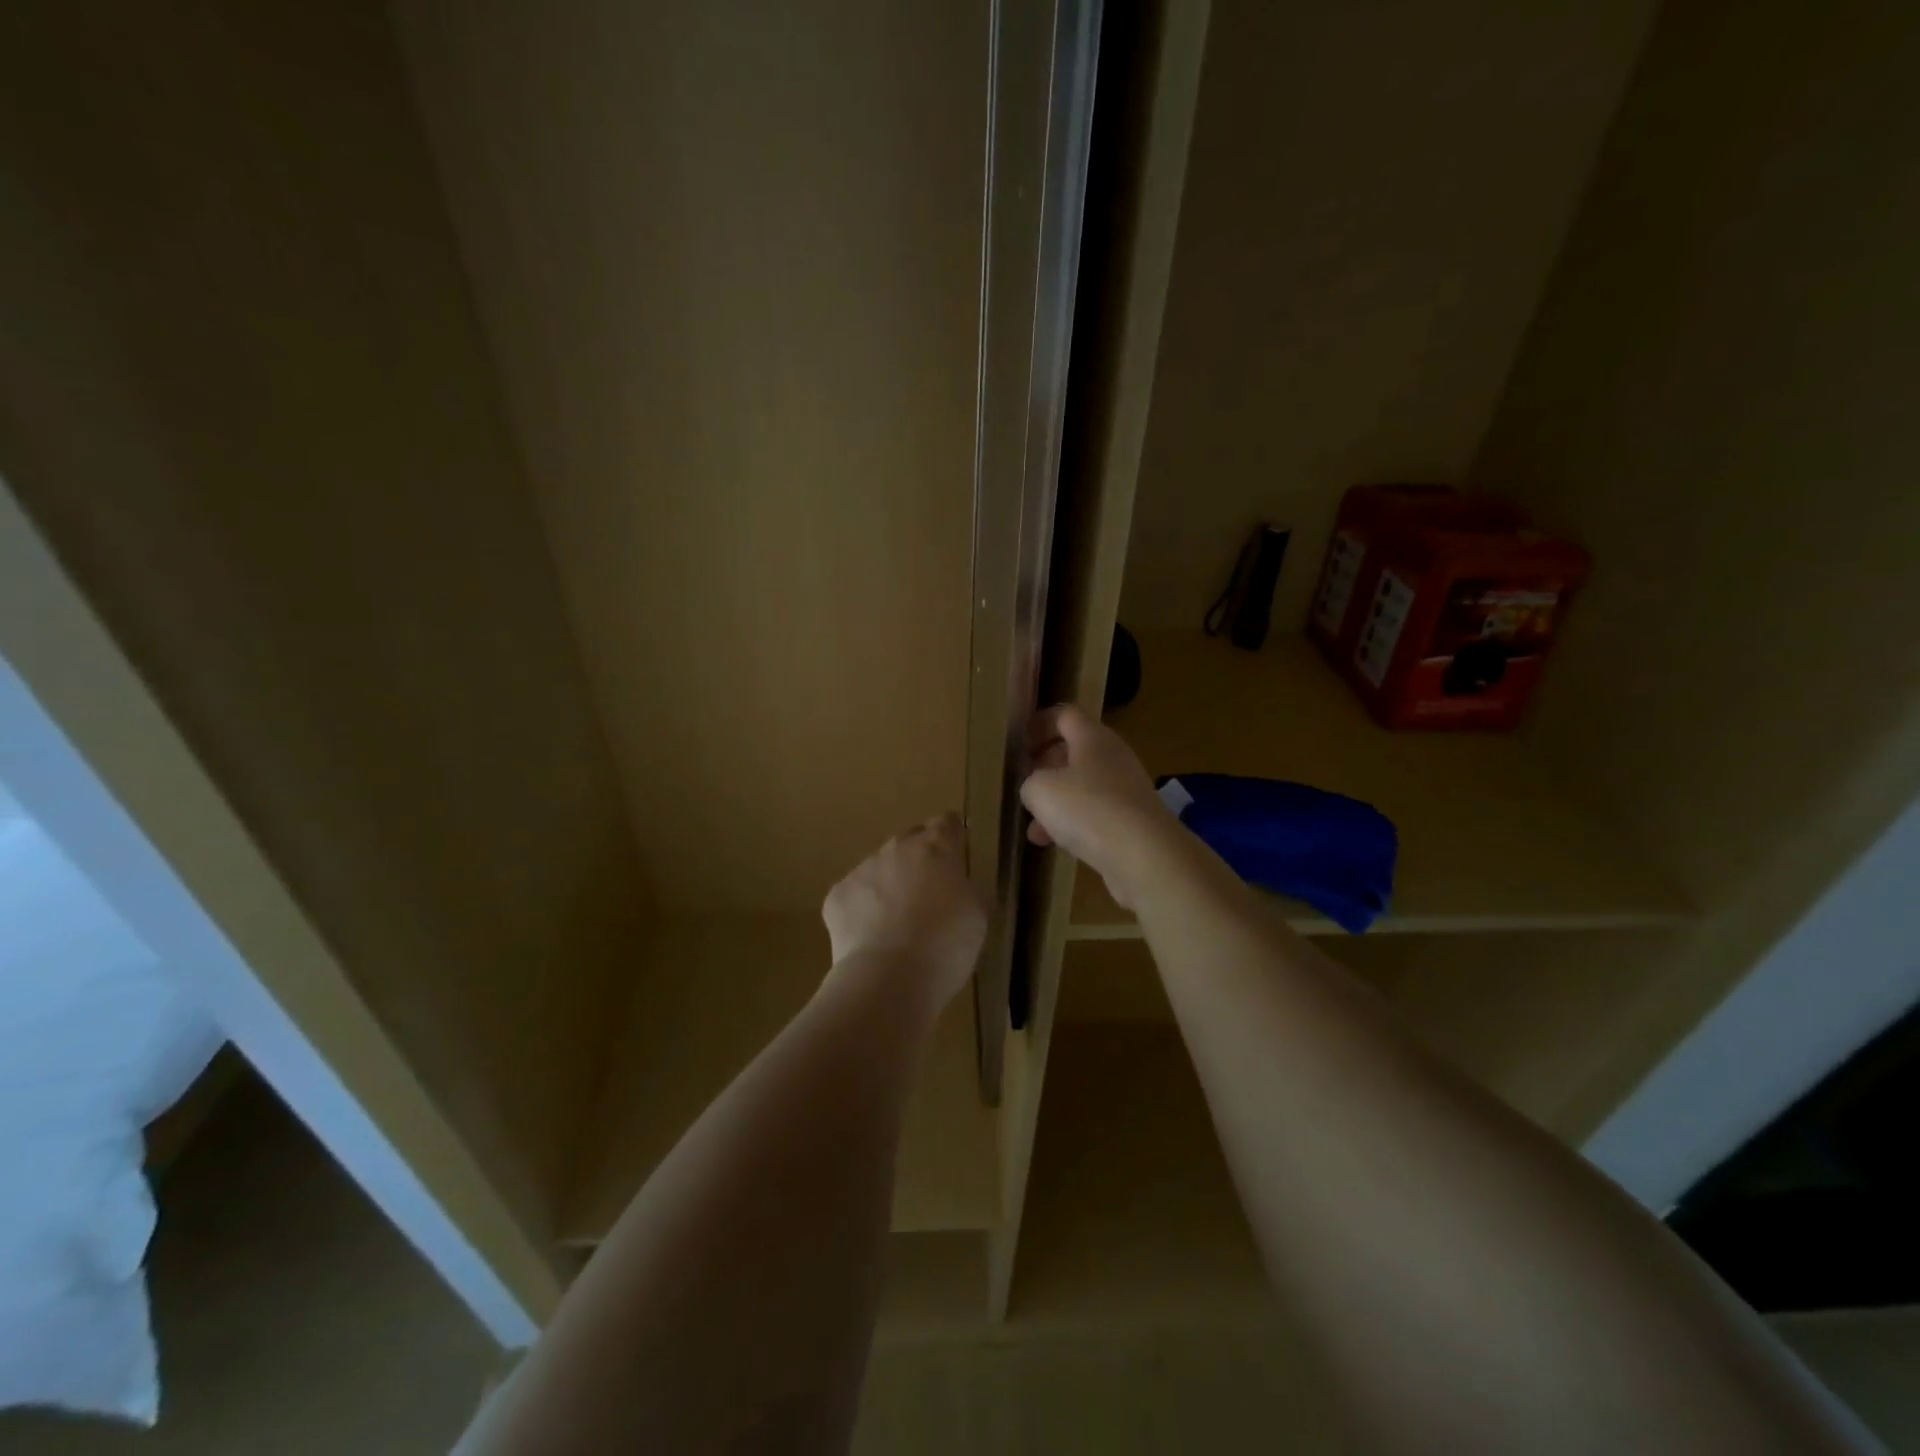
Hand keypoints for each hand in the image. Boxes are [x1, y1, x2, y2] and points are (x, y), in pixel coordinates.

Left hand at [822, 813, 986, 1011]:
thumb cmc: (946, 945)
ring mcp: (862, 869)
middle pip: (910, 841)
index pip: (947, 823)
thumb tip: (954, 883)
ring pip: (879, 867)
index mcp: (937, 848)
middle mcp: (897, 848)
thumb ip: (965, 887)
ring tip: (897, 923)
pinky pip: (854, 895)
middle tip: (929, 893)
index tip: (956, 851)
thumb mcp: (977, 914)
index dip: (953, 835)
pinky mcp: (837, 895)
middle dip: (919, 859)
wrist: (889, 978)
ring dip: (889, 884)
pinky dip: (862, 909)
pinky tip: (872, 938)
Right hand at [1020, 705, 1179, 908]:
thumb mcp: (1040, 790)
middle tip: (1025, 781)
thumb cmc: (1088, 809)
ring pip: (1083, 786)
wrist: (1145, 856)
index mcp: (1093, 738)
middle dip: (1046, 765)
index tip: (1019, 743)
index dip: (1040, 723)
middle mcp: (1113, 757)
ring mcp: (1126, 790)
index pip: (1065, 715)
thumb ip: (1031, 782)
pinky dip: (1073, 823)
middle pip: (1075, 750)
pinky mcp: (1132, 821)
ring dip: (1057, 801)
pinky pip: (1095, 813)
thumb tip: (1037, 788)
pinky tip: (1052, 844)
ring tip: (1032, 824)